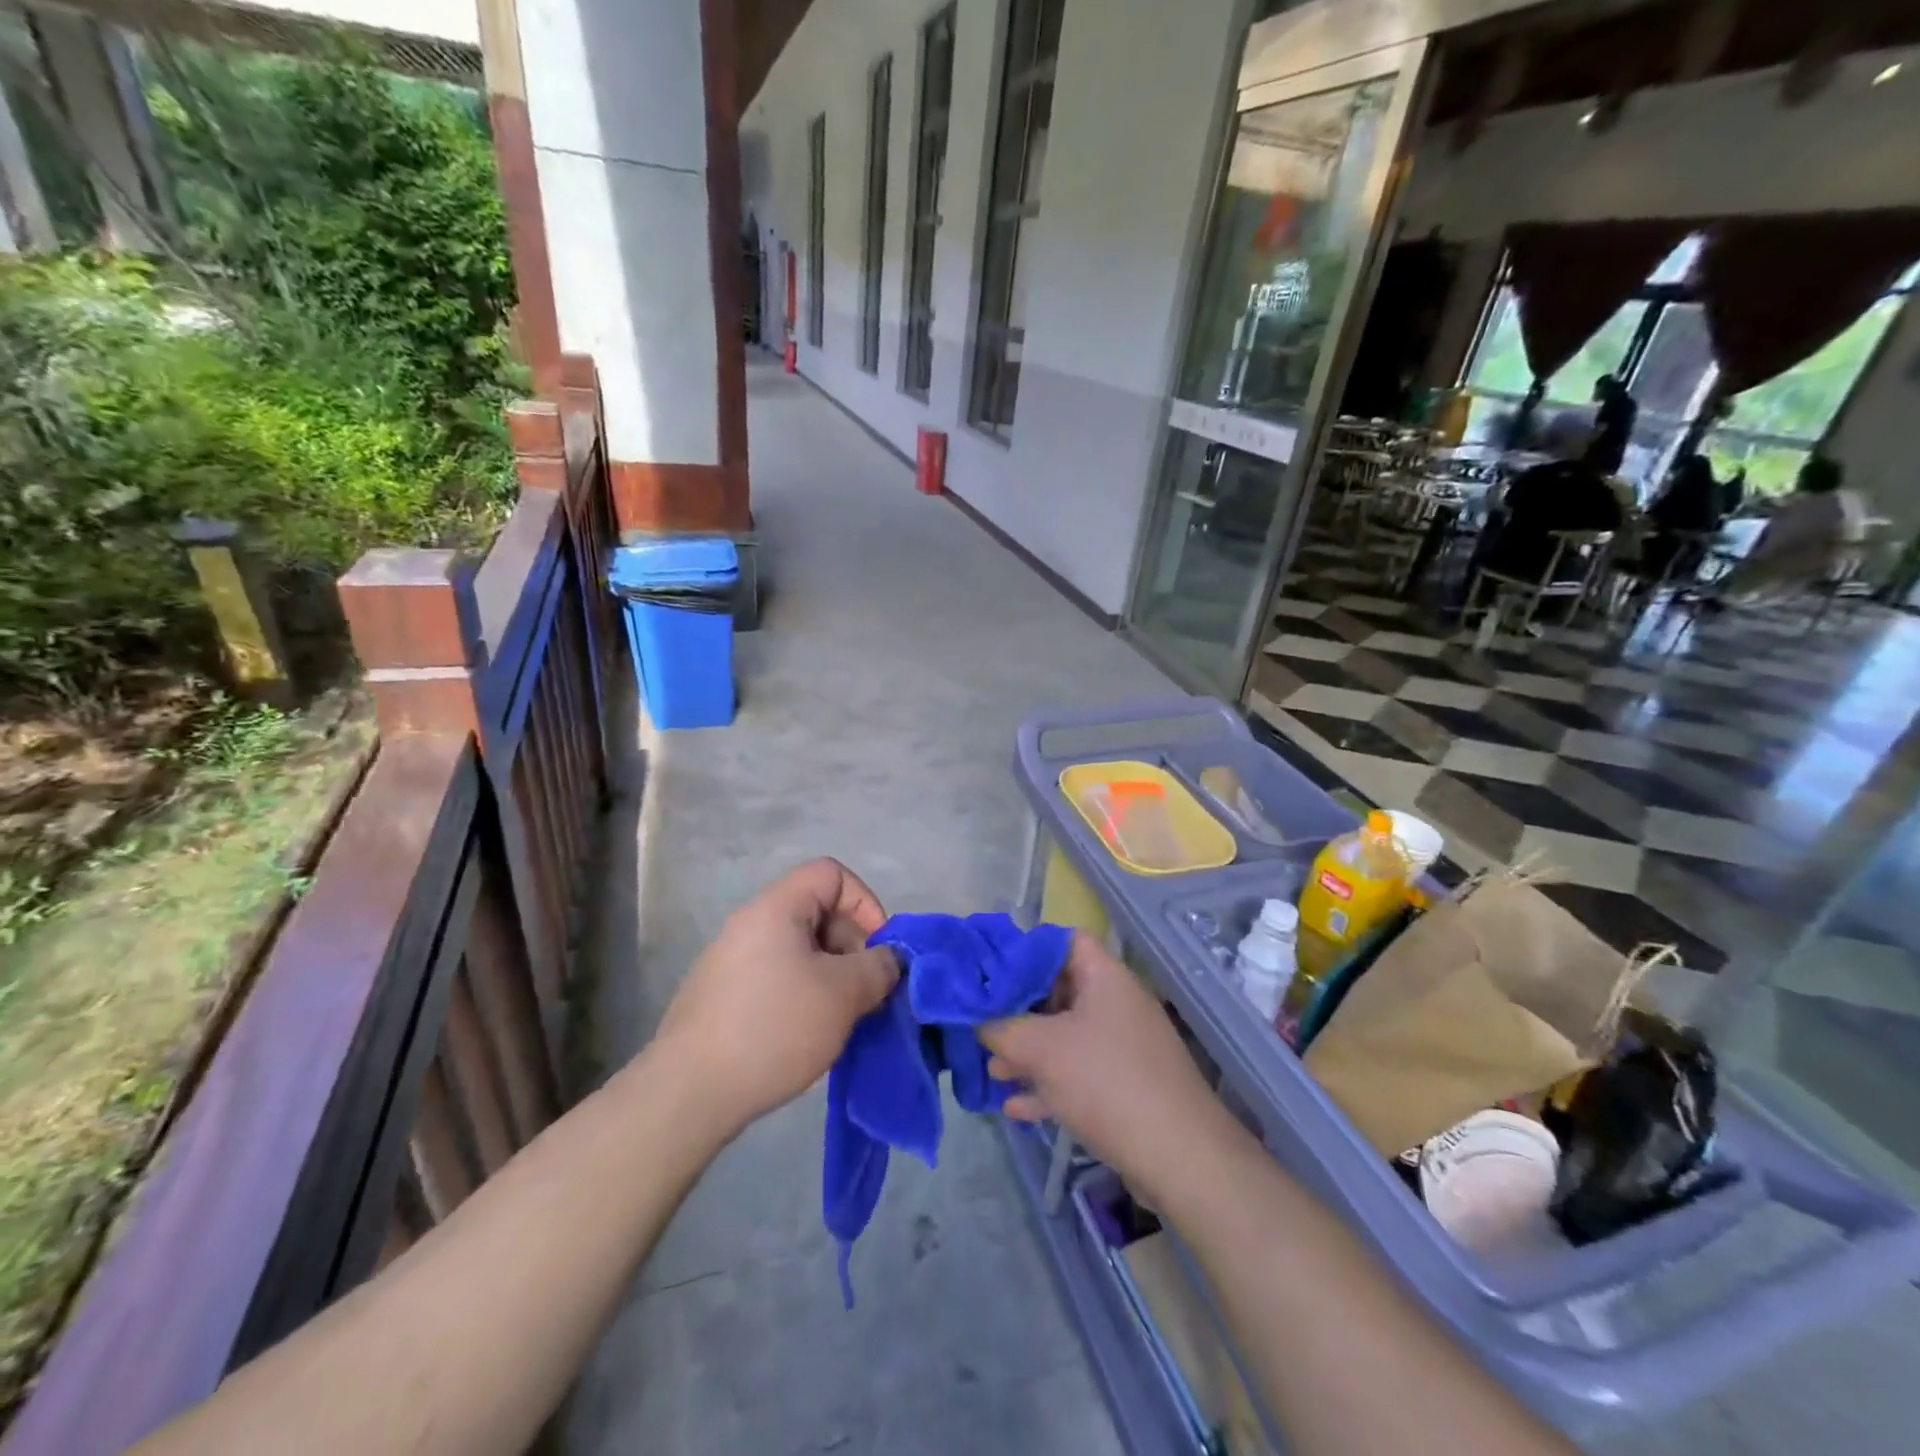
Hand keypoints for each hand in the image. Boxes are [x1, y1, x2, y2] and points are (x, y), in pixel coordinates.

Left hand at [656, 859, 897, 1137]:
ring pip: (799, 949)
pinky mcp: (721, 996)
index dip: (864, 903)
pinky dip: (802, 994)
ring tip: (839, 1018)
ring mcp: (731, 960)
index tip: (877, 951)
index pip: (831, 873)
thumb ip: (878, 968)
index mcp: (776, 908)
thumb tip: (887, 960)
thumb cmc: (774, 1028)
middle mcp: (750, 924)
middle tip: (863, 991)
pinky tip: (806, 1034)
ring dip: (830, 975)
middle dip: (850, 945)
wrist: (688, 1093)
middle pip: (816, 910)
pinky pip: (777, 976)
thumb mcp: (843, 995)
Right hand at [980, 934, 1240, 1209]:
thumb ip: (1001, 1028)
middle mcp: (1116, 1003)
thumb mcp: (1041, 1048)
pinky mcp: (1125, 1085)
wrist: (1179, 1157)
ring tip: (992, 1068)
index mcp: (1105, 976)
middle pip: (1059, 990)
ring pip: (1065, 1035)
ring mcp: (1123, 1046)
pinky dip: (1048, 1084)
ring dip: (1028, 1050)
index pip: (1062, 941)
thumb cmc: (1105, 1081)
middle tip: (982, 1023)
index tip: (989, 970)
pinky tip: (1016, 1106)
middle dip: (1018, 1008)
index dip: (1025, 949)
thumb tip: (978, 1020)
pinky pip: (1078, 1073)